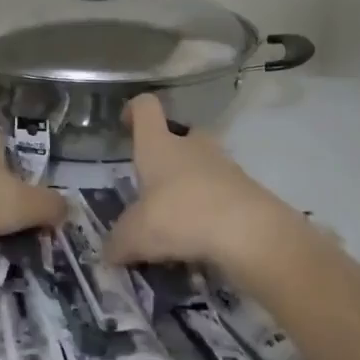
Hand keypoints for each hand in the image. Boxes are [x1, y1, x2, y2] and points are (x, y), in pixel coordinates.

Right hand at [104, 96, 292, 270]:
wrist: (250, 232)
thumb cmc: (181, 216)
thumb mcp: (135, 236)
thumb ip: (118, 242)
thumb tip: (110, 251)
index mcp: (159, 145)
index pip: (146, 108)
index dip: (134, 111)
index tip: (126, 124)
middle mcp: (193, 147)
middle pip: (180, 135)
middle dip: (169, 155)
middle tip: (155, 186)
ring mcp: (225, 167)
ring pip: (204, 167)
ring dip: (191, 187)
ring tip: (177, 223)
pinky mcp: (248, 192)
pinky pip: (222, 196)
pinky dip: (211, 212)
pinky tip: (201, 241)